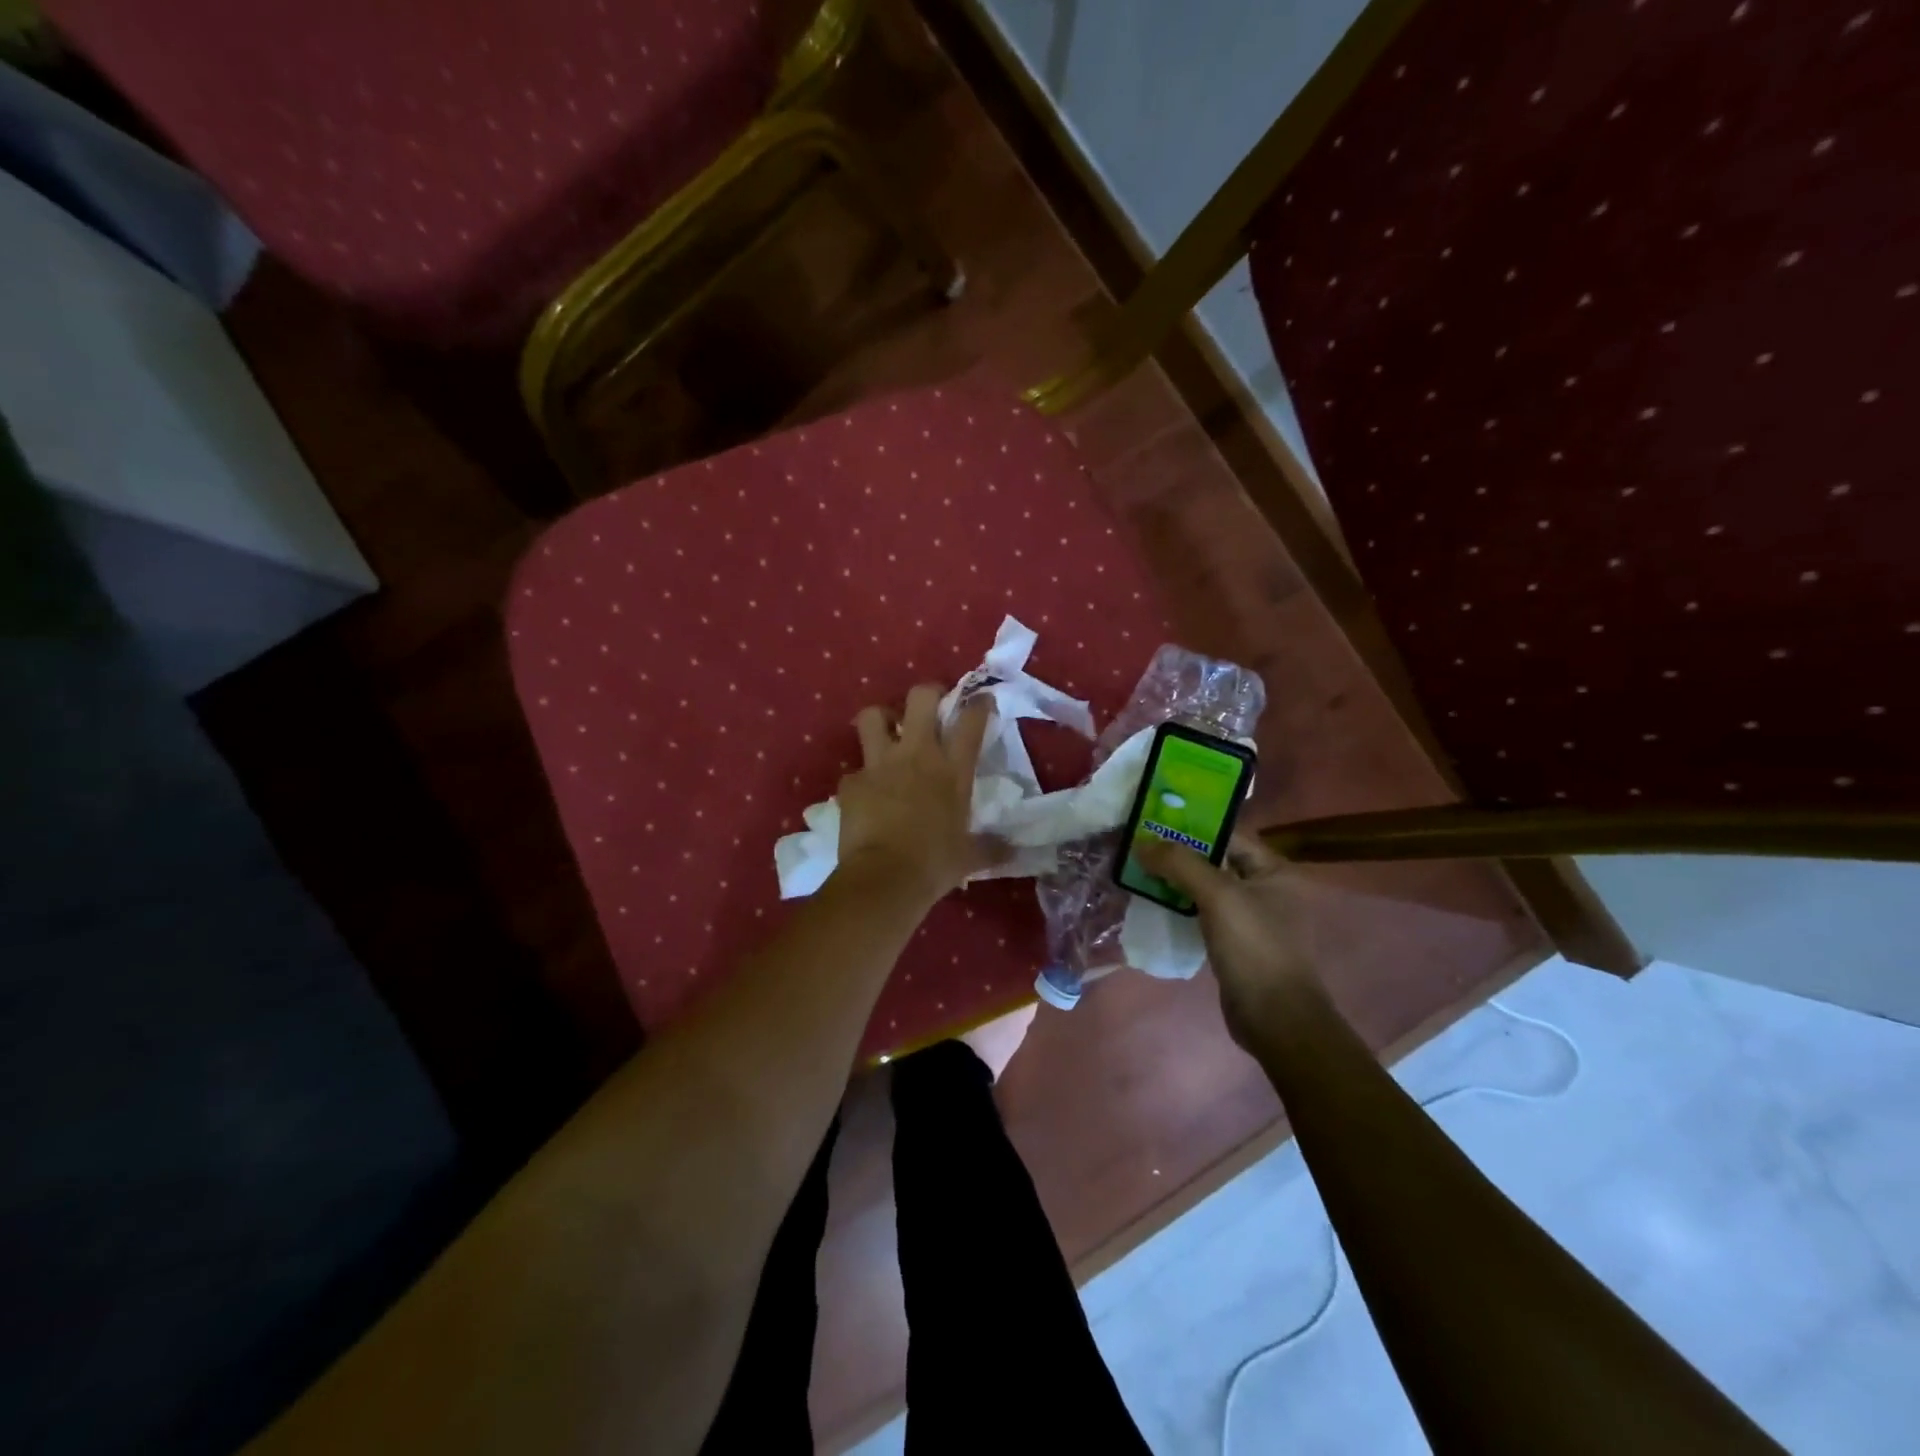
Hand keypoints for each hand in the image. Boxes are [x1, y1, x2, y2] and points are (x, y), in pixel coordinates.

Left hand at [838, 685, 1004, 903]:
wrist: (884, 878)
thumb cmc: (934, 864)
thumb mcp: (969, 857)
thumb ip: (991, 848)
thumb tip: (1013, 851)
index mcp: (952, 770)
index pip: (971, 721)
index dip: (978, 704)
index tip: (981, 700)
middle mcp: (916, 755)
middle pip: (920, 697)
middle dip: (926, 693)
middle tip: (930, 705)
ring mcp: (879, 765)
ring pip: (872, 716)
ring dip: (880, 719)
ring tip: (886, 731)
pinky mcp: (851, 783)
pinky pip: (853, 771)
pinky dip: (860, 779)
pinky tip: (865, 793)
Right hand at [1134, 834, 1321, 1049]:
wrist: (1276, 1020)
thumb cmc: (1255, 948)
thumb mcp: (1218, 896)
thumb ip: (1180, 864)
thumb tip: (1141, 843)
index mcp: (1275, 870)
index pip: (1229, 835)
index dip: (1192, 826)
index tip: (1153, 821)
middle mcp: (1267, 889)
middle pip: (1216, 860)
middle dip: (1178, 854)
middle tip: (1139, 847)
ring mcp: (1251, 918)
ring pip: (1207, 888)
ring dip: (1175, 881)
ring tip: (1139, 872)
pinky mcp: (1235, 943)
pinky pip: (1204, 914)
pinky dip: (1181, 907)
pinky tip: (1154, 905)